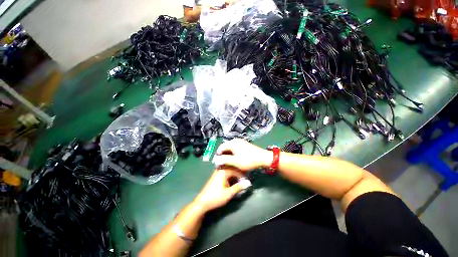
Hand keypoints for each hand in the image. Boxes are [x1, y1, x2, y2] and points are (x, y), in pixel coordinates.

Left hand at [193, 168, 250, 211]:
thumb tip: (248, 183)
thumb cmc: (216, 197)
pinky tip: (233, 181)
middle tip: (244, 179)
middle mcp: (220, 170)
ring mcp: (217, 172)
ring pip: (229, 171)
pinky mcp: (216, 176)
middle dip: (239, 174)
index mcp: (223, 171)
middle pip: (232, 169)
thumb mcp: (229, 193)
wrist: (202, 202)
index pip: (236, 170)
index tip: (247, 180)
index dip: (242, 175)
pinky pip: (225, 173)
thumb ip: (239, 187)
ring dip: (234, 175)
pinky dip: (230, 176)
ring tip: (240, 180)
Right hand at [212, 139, 270, 170]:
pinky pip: (235, 148)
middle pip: (225, 147)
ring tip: (227, 162)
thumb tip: (215, 160)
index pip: (221, 147)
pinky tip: (234, 159)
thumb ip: (224, 160)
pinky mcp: (244, 145)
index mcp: (232, 143)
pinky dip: (233, 153)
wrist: (263, 158)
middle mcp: (236, 141)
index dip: (218, 155)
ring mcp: (240, 142)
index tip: (216, 162)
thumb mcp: (235, 161)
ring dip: (228, 155)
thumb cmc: (248, 160)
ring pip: (230, 148)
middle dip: (223, 155)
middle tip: (222, 163)